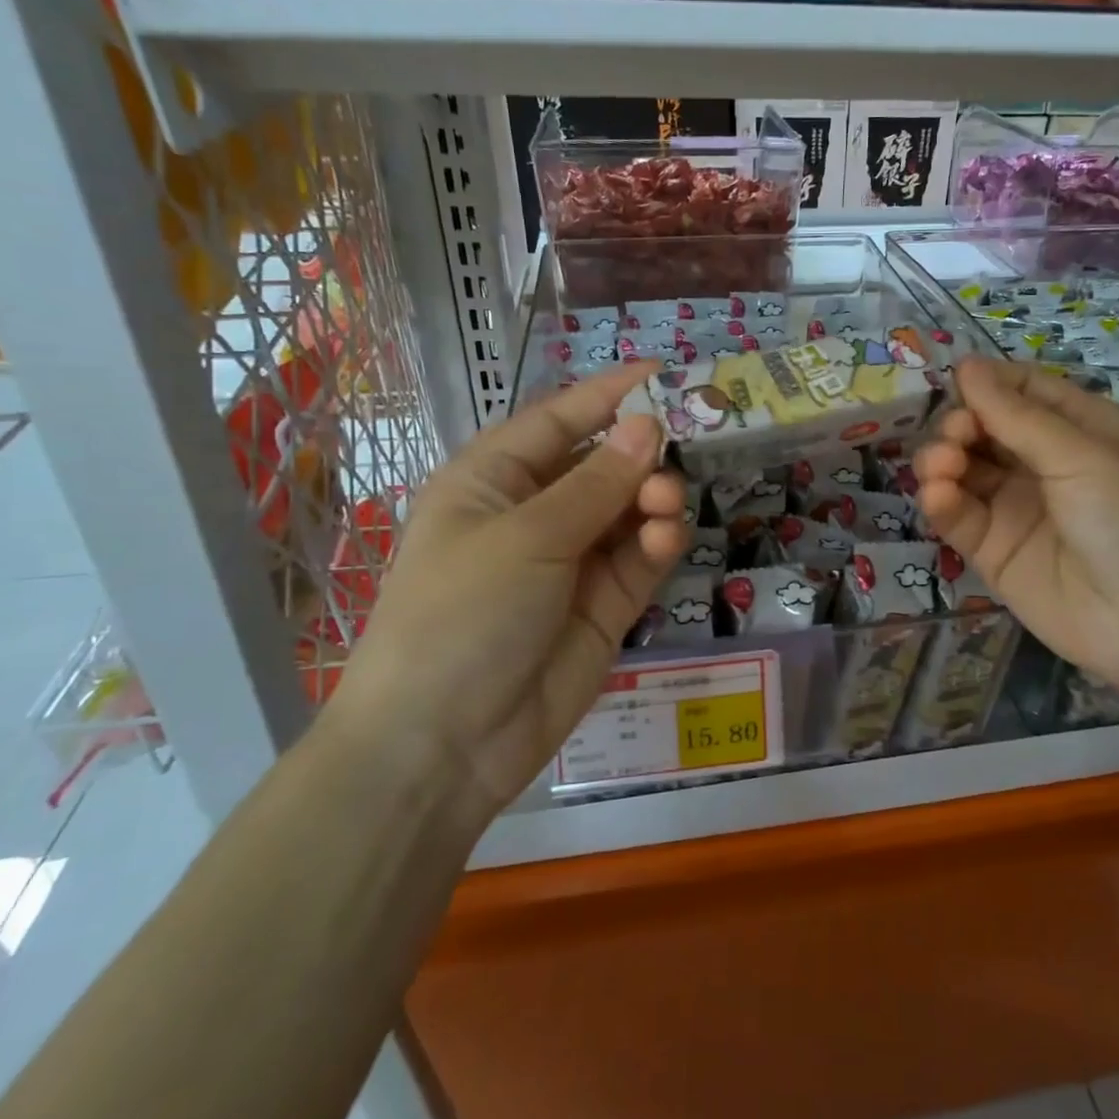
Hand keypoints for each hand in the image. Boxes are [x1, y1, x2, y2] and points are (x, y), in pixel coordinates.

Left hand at [334, 364, 687, 812]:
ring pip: (628, 509)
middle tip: (676, 459)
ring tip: (664, 508)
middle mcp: (534, 513)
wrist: (442, 746)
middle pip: (602, 464)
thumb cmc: (463, 615)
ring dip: (652, 499)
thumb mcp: (527, 538)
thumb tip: (648, 424)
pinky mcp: (603, 605)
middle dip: (641, 456)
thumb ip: (596, 483)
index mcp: (493, 480)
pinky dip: (657, 541)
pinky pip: (638, 557)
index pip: (559, 420)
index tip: (664, 373)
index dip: (609, 394)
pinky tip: (666, 537)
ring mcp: (571, 561)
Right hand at [916, 358, 1118, 696]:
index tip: (956, 382)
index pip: (1021, 390)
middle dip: (961, 424)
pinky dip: (941, 501)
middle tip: (957, 438)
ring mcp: (1014, 507)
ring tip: (943, 466)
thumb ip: (1016, 415)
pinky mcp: (991, 549)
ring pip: (962, 469)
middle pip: (983, 427)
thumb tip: (966, 365)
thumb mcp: (1082, 455)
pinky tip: (940, 496)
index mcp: (1078, 429)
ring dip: (942, 459)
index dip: (987, 383)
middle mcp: (1043, 462)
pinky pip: (957, 514)